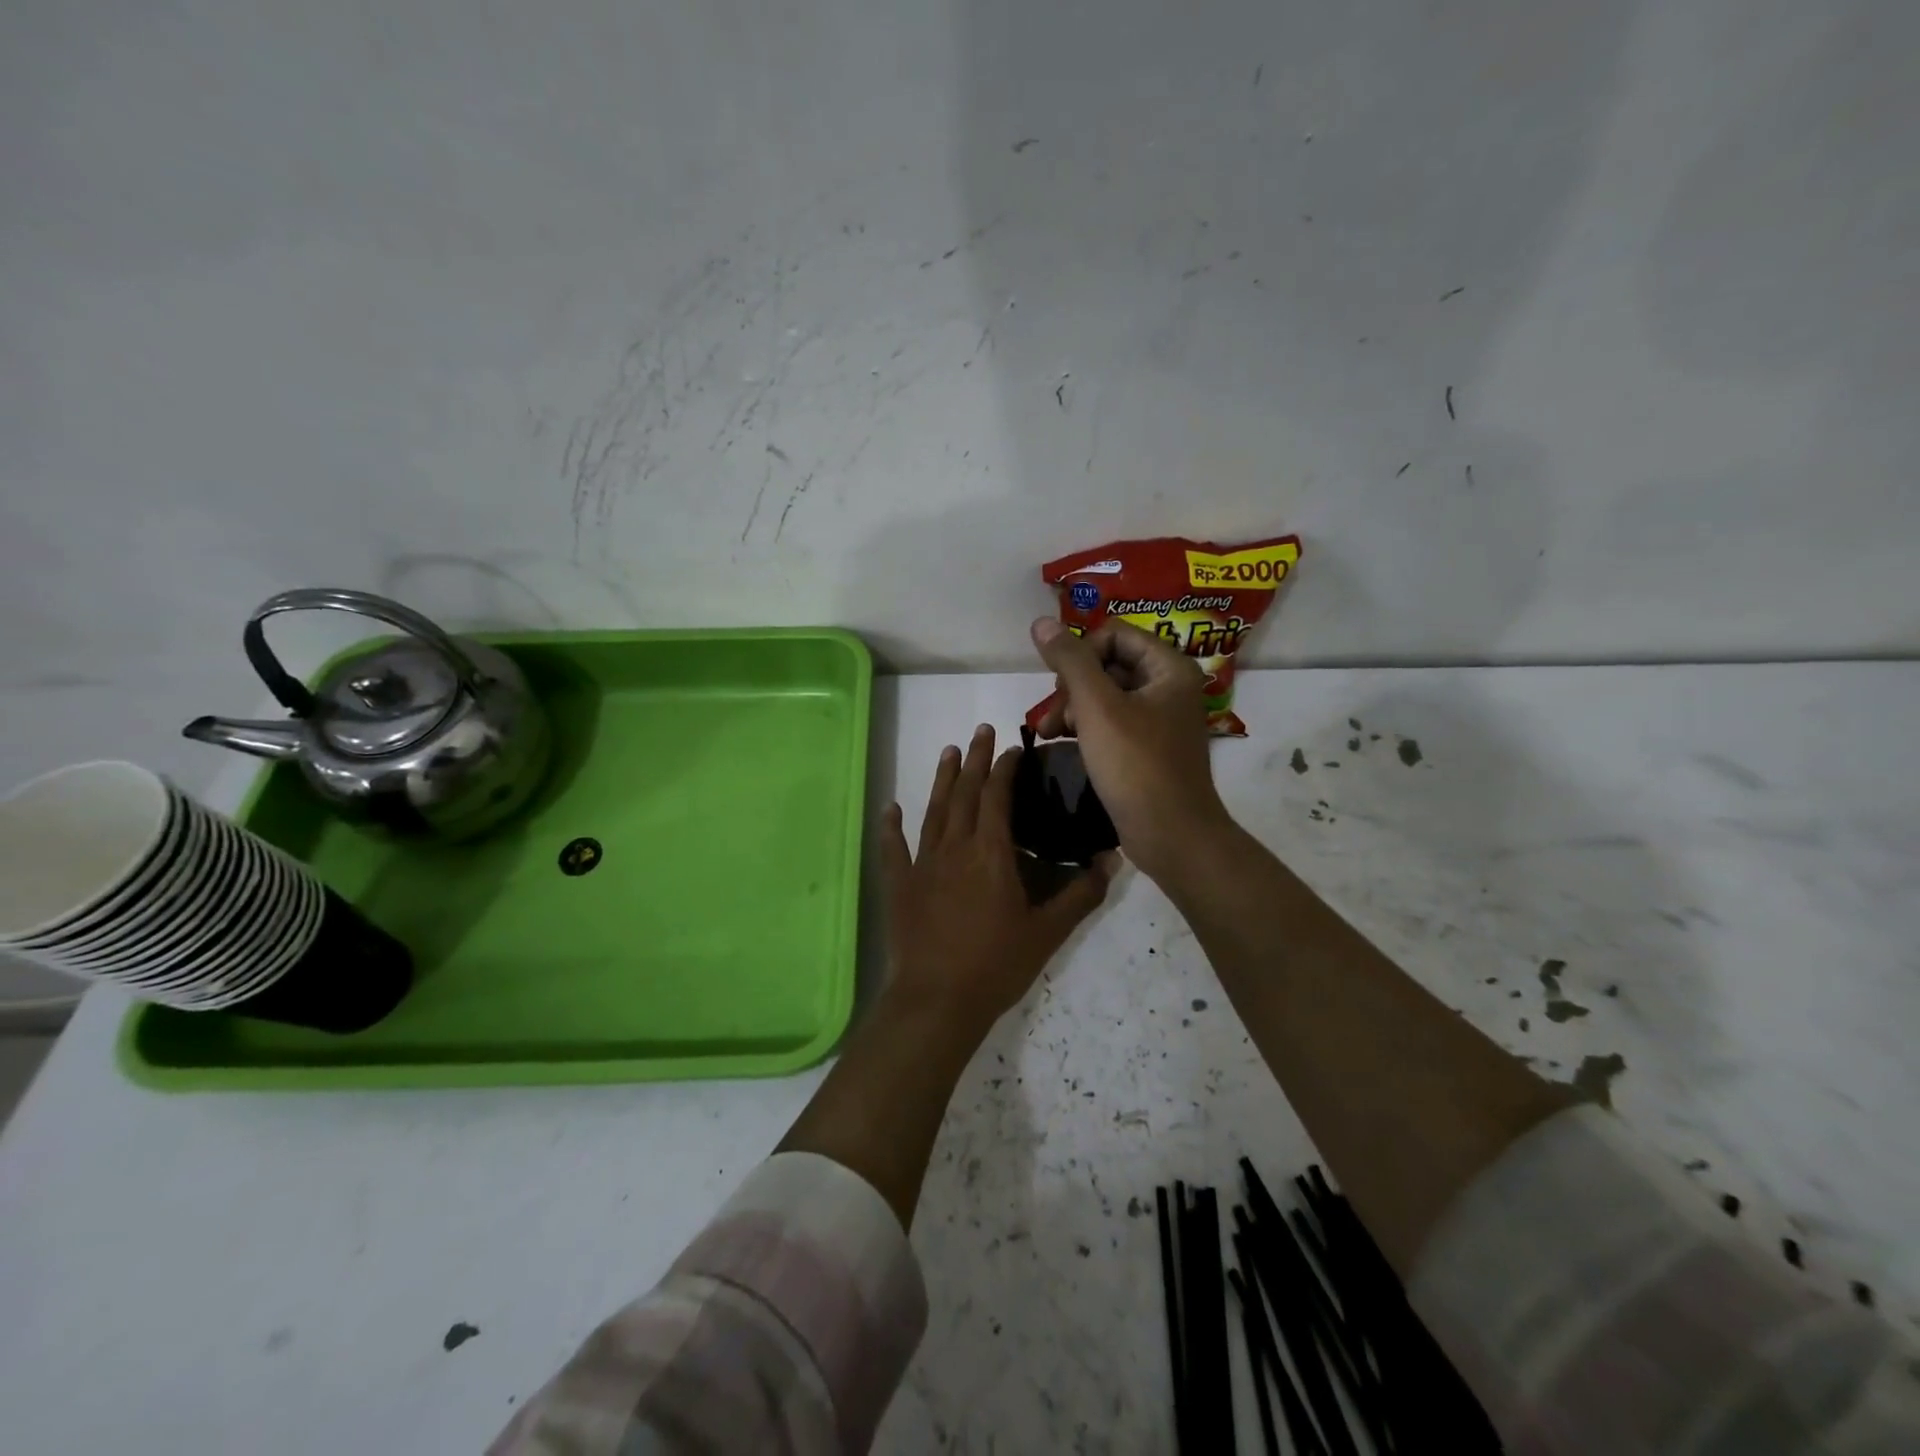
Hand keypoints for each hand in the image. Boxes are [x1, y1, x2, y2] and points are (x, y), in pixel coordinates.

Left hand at [881, 724, 1115, 1038]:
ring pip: (933, 810)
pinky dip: (891, 826)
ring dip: (941, 779)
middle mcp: (954, 847)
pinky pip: (893, 848)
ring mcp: (922, 864)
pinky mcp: (900, 885)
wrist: (938, 1000)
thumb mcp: (1048, 932)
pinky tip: (890, 808)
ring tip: (949, 751)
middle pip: (964, 793)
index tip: (1015, 749)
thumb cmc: (996, 964)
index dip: (1006, 769)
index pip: (997, 797)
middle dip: (975, 759)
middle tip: (981, 731)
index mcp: (990, 853)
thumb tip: (1111, 859)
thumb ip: (1081, 893)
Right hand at [1029, 617, 1232, 881]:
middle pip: (1107, 664)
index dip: (1080, 653)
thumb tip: (1041, 622)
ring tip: (1048, 733)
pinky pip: (1111, 722)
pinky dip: (1085, 728)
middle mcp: (1168, 687)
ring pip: (1105, 695)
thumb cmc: (1136, 765)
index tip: (1060, 685)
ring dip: (1072, 708)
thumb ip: (1070, 661)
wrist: (1171, 835)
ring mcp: (1159, 719)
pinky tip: (1061, 743)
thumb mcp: (1097, 707)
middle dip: (1072, 686)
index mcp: (1168, 668)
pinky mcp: (1147, 747)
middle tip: (1050, 715)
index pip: (1114, 634)